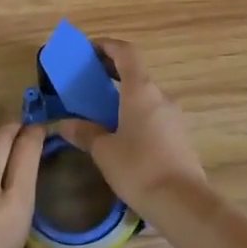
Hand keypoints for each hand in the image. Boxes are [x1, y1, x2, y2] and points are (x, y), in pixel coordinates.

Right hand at [53, 39, 206, 217]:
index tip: (87, 50)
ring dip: (124, 95)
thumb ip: (84, 132)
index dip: (106, 45)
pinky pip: (153, 114)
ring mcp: (174, 116)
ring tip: (100, 110)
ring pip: (145, 95)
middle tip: (87, 80)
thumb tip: (65, 124)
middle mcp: (161, 96)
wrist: (182, 202)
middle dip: (111, 71)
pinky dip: (134, 112)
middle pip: (136, 72)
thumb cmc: (138, 168)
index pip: (126, 52)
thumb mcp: (103, 151)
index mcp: (141, 90)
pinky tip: (121, 133)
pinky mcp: (179, 135)